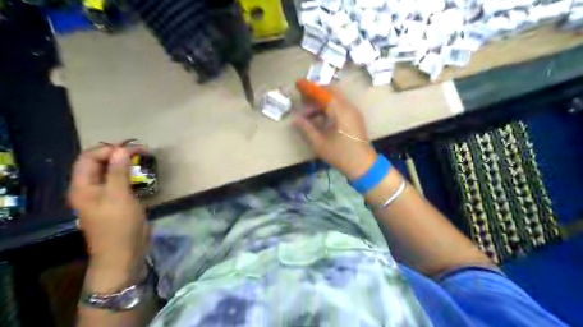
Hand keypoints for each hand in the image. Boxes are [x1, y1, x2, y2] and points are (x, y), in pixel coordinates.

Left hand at [69, 144, 149, 271]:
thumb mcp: (119, 197)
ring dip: (126, 164)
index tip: (132, 148)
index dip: (108, 150)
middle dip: (119, 154)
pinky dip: (130, 175)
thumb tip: (121, 150)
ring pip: (111, 173)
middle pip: (99, 163)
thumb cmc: (119, 226)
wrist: (124, 254)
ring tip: (143, 160)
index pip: (89, 158)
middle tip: (141, 152)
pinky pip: (120, 183)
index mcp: (83, 187)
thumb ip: (119, 172)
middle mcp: (90, 189)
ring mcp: (104, 196)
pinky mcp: (117, 202)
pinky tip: (141, 175)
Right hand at [291, 86, 378, 179]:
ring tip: (308, 113)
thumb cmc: (340, 154)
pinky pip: (340, 105)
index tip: (297, 83)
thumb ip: (306, 128)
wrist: (363, 165)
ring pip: (336, 98)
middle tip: (303, 100)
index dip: (308, 87)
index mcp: (339, 111)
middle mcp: (348, 107)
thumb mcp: (319, 143)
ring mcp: (353, 112)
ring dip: (322, 101)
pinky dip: (329, 107)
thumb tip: (295, 119)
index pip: (322, 92)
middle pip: (331, 91)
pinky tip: (319, 118)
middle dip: (315, 92)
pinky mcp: (355, 118)